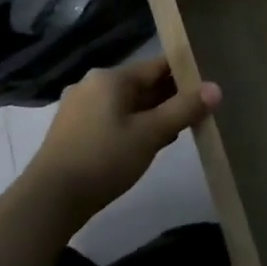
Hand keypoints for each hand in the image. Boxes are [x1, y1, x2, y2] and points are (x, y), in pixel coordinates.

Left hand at [24, 57, 219, 222]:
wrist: (50, 199)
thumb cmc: (104, 159)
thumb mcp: (151, 134)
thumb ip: (184, 109)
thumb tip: (216, 88)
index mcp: (111, 78)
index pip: (157, 66)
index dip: (185, 74)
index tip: (208, 85)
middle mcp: (93, 85)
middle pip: (142, 84)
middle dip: (170, 97)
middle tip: (199, 111)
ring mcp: (79, 107)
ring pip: (127, 103)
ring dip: (153, 114)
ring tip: (179, 129)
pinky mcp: (73, 130)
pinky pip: (113, 118)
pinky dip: (133, 126)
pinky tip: (147, 144)